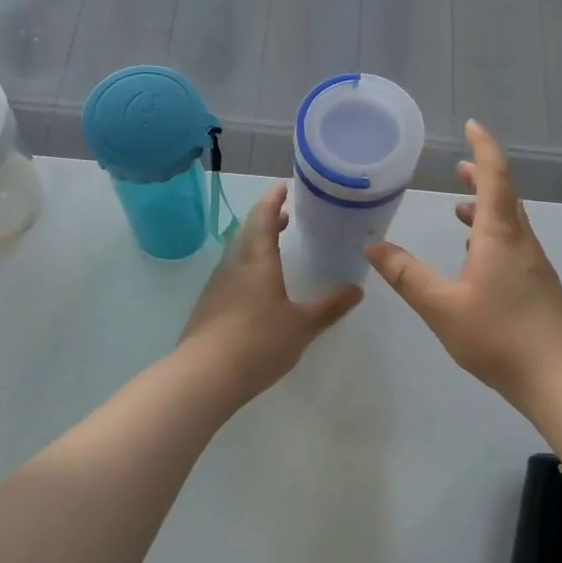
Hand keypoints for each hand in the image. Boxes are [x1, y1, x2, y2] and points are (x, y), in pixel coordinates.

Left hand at [178, 183, 362, 403]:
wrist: (205, 375)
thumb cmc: (258, 342)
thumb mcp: (303, 325)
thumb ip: (330, 306)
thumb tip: (357, 289)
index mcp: (257, 259)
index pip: (263, 216)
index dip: (273, 199)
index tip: (283, 186)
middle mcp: (234, 264)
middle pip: (248, 231)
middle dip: (266, 219)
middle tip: (285, 215)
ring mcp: (217, 285)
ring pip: (237, 253)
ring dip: (256, 243)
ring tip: (275, 248)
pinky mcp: (209, 306)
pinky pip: (231, 274)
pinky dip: (247, 266)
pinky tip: (258, 287)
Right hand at [366, 120, 561, 413]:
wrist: (560, 378)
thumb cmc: (499, 336)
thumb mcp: (441, 306)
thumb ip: (406, 275)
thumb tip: (372, 247)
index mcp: (500, 235)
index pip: (493, 177)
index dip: (482, 148)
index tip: (472, 125)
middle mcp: (521, 242)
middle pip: (503, 196)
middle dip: (481, 176)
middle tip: (457, 166)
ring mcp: (533, 265)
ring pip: (508, 222)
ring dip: (485, 207)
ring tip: (458, 208)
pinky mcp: (538, 286)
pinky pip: (512, 244)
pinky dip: (490, 235)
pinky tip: (474, 257)